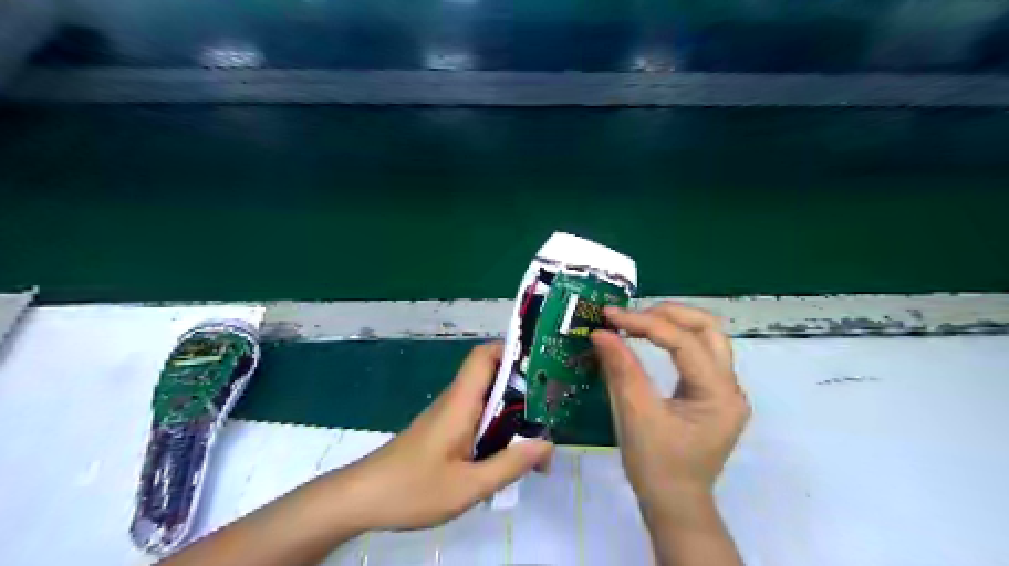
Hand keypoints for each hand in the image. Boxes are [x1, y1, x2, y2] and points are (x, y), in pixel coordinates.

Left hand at [336, 343, 550, 533]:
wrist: (362, 498)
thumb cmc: (412, 489)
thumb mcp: (468, 486)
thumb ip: (509, 465)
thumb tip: (546, 444)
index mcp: (461, 403)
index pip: (483, 356)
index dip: (511, 349)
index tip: (540, 364)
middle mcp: (456, 401)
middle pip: (492, 376)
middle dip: (523, 387)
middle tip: (551, 408)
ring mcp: (448, 415)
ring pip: (487, 399)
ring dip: (513, 411)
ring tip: (538, 434)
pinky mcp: (444, 430)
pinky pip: (477, 417)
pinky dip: (498, 427)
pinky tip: (508, 453)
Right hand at [593, 305, 748, 525]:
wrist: (674, 505)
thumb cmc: (656, 466)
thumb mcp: (635, 416)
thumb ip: (621, 369)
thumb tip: (601, 332)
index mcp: (718, 395)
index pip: (684, 342)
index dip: (645, 323)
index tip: (610, 315)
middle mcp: (730, 387)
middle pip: (708, 329)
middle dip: (667, 314)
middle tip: (629, 316)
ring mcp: (724, 390)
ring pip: (707, 337)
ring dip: (672, 323)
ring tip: (637, 323)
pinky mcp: (712, 394)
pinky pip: (698, 353)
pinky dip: (674, 339)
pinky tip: (650, 339)